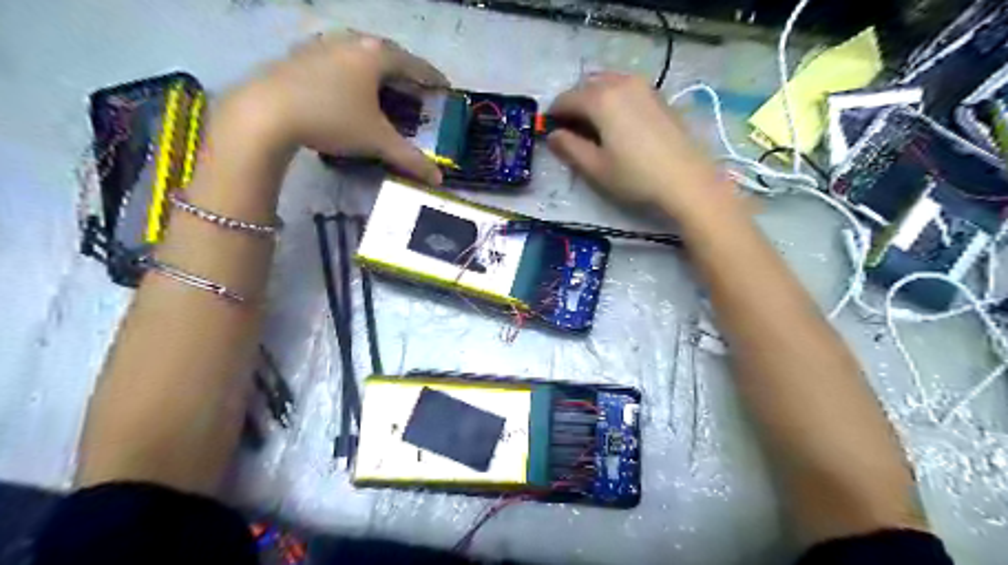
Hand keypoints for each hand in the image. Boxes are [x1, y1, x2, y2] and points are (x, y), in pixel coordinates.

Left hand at [221, 32, 448, 185]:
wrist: (265, 112)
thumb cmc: (332, 119)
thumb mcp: (377, 141)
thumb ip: (410, 158)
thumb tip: (438, 180)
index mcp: (376, 56)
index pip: (415, 64)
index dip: (433, 78)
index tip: (445, 88)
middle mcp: (352, 41)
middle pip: (388, 55)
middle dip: (406, 74)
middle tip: (417, 92)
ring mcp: (323, 45)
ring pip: (361, 55)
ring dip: (377, 72)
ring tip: (384, 90)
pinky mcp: (300, 55)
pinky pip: (338, 60)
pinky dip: (353, 74)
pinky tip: (348, 90)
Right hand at [548, 71, 729, 215]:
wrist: (686, 180)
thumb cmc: (635, 176)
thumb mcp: (595, 167)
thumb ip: (569, 148)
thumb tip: (553, 135)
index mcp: (601, 99)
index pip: (566, 99)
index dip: (554, 114)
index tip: (549, 130)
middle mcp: (621, 83)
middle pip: (586, 85)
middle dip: (573, 103)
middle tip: (570, 130)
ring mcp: (643, 86)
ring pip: (607, 82)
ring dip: (593, 98)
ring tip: (592, 126)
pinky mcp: (658, 95)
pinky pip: (625, 87)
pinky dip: (613, 98)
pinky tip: (616, 122)